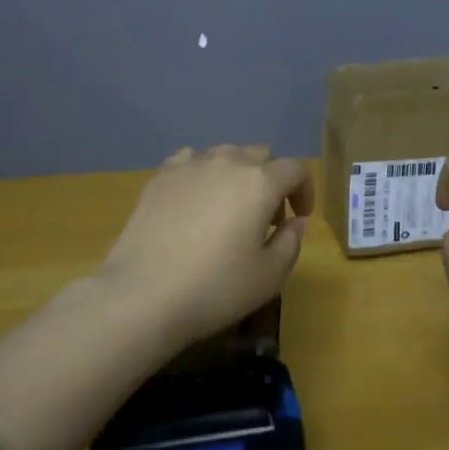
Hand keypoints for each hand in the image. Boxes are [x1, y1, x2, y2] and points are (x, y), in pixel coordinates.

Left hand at [100, 144, 313, 350]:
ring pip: (226, 154)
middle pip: (261, 155)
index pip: (295, 170)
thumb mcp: (269, 276)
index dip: (304, 190)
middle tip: (266, 217)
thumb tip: (296, 221)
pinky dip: (202, 173)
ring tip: (229, 206)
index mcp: (260, 183)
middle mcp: (228, 162)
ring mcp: (191, 165)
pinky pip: (191, 160)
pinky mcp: (161, 176)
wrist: (144, 294)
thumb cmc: (215, 288)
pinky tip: (195, 198)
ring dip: (237, 173)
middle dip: (272, 180)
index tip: (299, 216)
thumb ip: (291, 242)